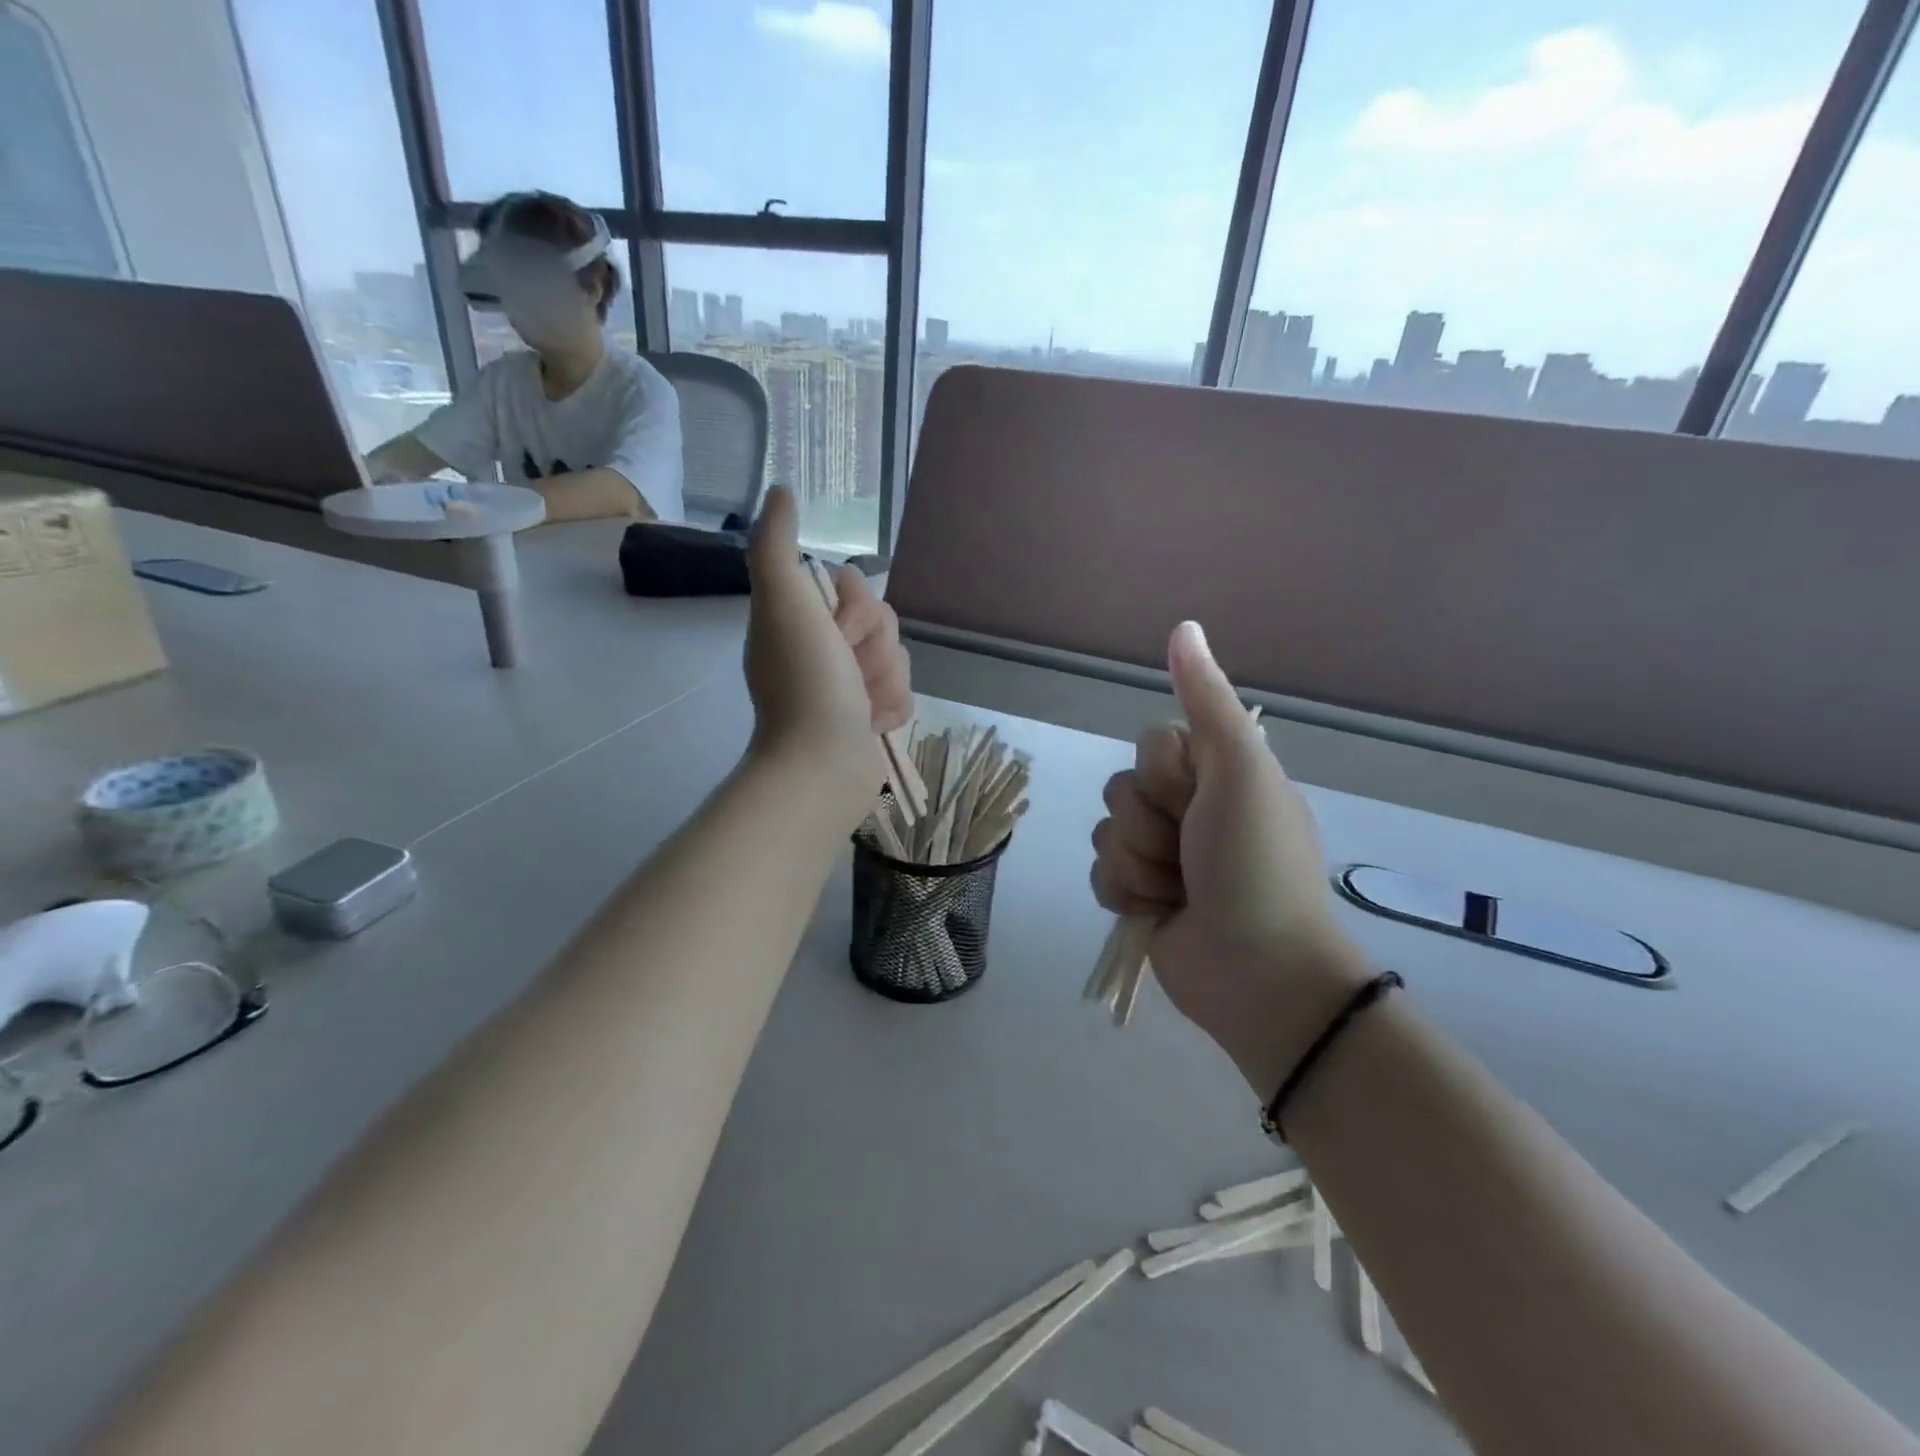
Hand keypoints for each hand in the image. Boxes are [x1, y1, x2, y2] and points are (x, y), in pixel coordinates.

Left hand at [743, 489, 911, 822]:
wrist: (822, 764)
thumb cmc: (805, 682)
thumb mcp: (784, 603)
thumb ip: (776, 544)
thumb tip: (782, 490)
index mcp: (800, 620)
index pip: (856, 587)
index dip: (857, 607)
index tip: (836, 632)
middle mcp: (823, 649)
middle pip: (883, 622)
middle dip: (874, 650)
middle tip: (848, 673)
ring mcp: (847, 686)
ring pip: (897, 659)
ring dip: (885, 682)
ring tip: (860, 708)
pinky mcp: (869, 716)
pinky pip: (903, 694)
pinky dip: (892, 710)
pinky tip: (871, 725)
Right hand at [1090, 622, 1368, 1095]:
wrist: (1257, 971)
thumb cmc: (1255, 863)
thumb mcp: (1239, 769)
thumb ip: (1206, 700)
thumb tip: (1183, 625)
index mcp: (1217, 774)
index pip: (1150, 744)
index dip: (1163, 774)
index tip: (1198, 799)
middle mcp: (1188, 810)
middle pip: (1122, 788)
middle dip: (1149, 825)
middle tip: (1192, 853)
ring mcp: (1162, 856)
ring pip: (1106, 833)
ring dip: (1139, 865)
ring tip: (1179, 893)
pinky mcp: (1140, 898)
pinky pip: (1100, 875)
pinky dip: (1126, 895)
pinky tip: (1158, 914)